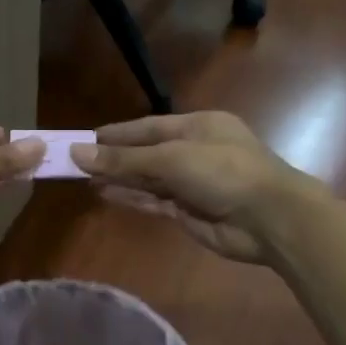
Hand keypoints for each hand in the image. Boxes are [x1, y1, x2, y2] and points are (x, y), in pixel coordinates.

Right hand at [70, 111, 324, 263]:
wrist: (270, 219)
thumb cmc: (223, 171)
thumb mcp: (171, 159)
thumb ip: (124, 160)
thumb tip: (77, 152)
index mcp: (197, 126)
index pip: (147, 127)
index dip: (116, 134)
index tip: (84, 139)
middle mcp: (193, 151)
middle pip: (145, 153)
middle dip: (113, 158)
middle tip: (75, 162)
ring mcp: (192, 183)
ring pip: (147, 179)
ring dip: (118, 179)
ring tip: (82, 179)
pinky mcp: (189, 211)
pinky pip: (153, 201)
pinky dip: (130, 198)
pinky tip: (105, 195)